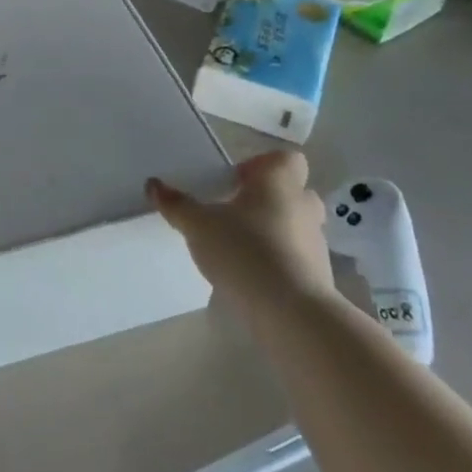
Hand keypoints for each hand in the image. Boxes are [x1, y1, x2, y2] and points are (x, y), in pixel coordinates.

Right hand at [148, 151, 334, 310]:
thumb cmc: (244, 250)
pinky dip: (279, 261)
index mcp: (279, 183)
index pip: (285, 159)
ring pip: (295, 226)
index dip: (261, 165)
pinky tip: (251, 277)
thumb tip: (152, 184)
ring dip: (273, 232)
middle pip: (292, 192)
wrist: (290, 312)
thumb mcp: (198, 225)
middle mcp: (303, 207)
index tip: (235, 182)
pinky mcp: (318, 276)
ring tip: (239, 248)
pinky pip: (297, 258)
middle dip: (267, 199)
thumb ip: (176, 204)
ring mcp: (316, 243)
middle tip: (235, 213)